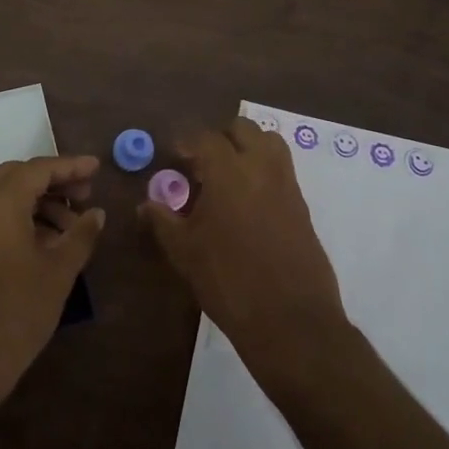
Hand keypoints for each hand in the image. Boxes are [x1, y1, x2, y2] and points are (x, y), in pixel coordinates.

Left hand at [0, 155, 105, 396]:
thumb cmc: (17, 310)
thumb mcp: (58, 271)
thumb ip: (81, 235)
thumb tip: (97, 214)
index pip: (38, 169)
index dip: (70, 166)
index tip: (97, 168)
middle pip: (17, 177)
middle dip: (53, 181)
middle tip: (85, 194)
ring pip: (3, 198)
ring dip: (38, 202)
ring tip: (72, 226)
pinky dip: (20, 218)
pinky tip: (46, 241)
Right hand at [140, 118, 350, 379]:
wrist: (290, 319)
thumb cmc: (228, 281)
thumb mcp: (185, 252)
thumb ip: (163, 221)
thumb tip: (146, 203)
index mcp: (228, 171)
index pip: (204, 138)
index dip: (185, 142)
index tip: (173, 156)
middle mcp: (261, 167)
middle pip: (242, 129)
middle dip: (219, 138)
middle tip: (200, 163)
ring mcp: (287, 184)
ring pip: (269, 143)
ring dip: (247, 148)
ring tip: (227, 176)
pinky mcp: (302, 205)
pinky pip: (282, 170)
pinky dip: (263, 171)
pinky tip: (247, 202)